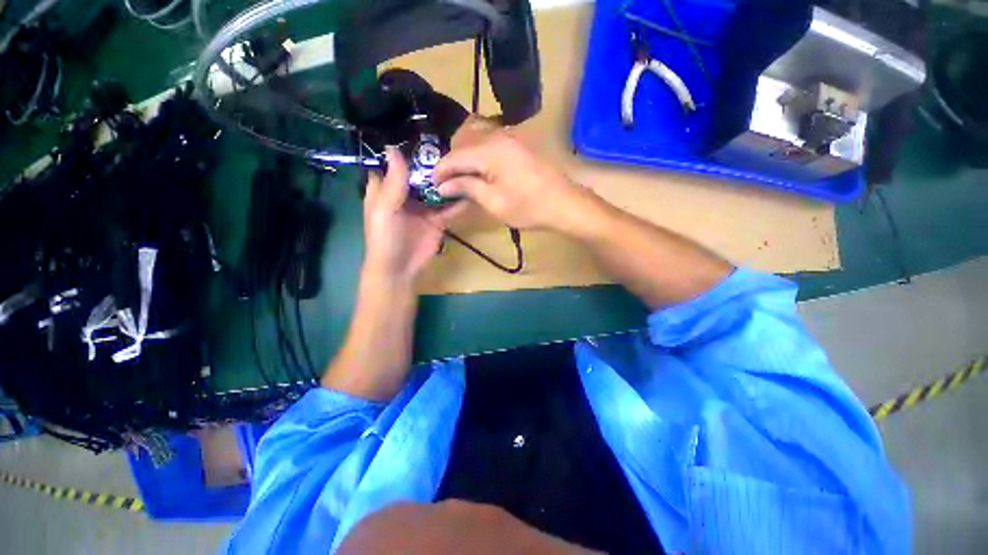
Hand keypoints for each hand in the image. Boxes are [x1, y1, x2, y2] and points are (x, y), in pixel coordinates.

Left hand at [363, 148, 457, 283]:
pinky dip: (458, 200)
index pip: (396, 163)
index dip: (406, 148)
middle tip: (454, 145)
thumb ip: (393, 182)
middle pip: (421, 173)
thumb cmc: (385, 238)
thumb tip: (394, 148)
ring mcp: (424, 206)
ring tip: (466, 162)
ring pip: (437, 188)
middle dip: (434, 162)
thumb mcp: (384, 208)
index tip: (424, 130)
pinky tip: (470, 188)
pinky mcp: (438, 219)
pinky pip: (449, 207)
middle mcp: (407, 194)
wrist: (400, 268)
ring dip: (448, 179)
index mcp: (388, 188)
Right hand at [434, 118, 595, 231]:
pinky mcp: (518, 140)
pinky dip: (477, 146)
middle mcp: (497, 134)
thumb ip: (467, 188)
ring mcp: (510, 134)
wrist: (564, 203)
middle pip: (462, 139)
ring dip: (463, 150)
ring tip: (462, 172)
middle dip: (450, 159)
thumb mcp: (494, 202)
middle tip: (448, 181)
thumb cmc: (528, 207)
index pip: (454, 156)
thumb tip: (443, 185)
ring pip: (475, 133)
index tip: (431, 185)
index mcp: (489, 150)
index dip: (440, 171)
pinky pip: (489, 135)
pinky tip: (479, 164)